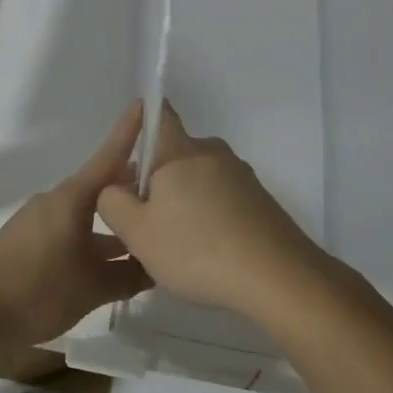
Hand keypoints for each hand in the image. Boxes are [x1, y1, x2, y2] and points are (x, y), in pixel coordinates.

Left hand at [0, 103, 153, 353]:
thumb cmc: (36, 287)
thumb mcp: (91, 286)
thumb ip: (128, 275)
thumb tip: (156, 264)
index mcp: (73, 198)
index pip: (110, 156)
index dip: (130, 131)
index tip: (148, 104)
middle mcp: (59, 202)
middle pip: (103, 186)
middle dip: (133, 185)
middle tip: (171, 188)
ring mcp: (43, 223)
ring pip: (89, 213)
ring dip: (116, 220)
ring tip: (151, 230)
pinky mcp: (33, 245)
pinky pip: (75, 232)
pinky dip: (97, 240)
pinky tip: (116, 263)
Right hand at [96, 102, 323, 320]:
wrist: (279, 277)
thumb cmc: (198, 249)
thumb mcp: (137, 233)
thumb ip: (112, 203)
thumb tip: (114, 187)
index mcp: (180, 151)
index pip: (160, 115)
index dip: (143, 120)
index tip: (132, 142)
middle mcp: (212, 152)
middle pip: (175, 156)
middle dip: (157, 180)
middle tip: (146, 221)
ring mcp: (241, 176)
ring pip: (199, 180)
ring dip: (184, 202)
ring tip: (178, 246)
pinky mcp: (261, 201)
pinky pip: (223, 199)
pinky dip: (210, 217)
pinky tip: (209, 253)